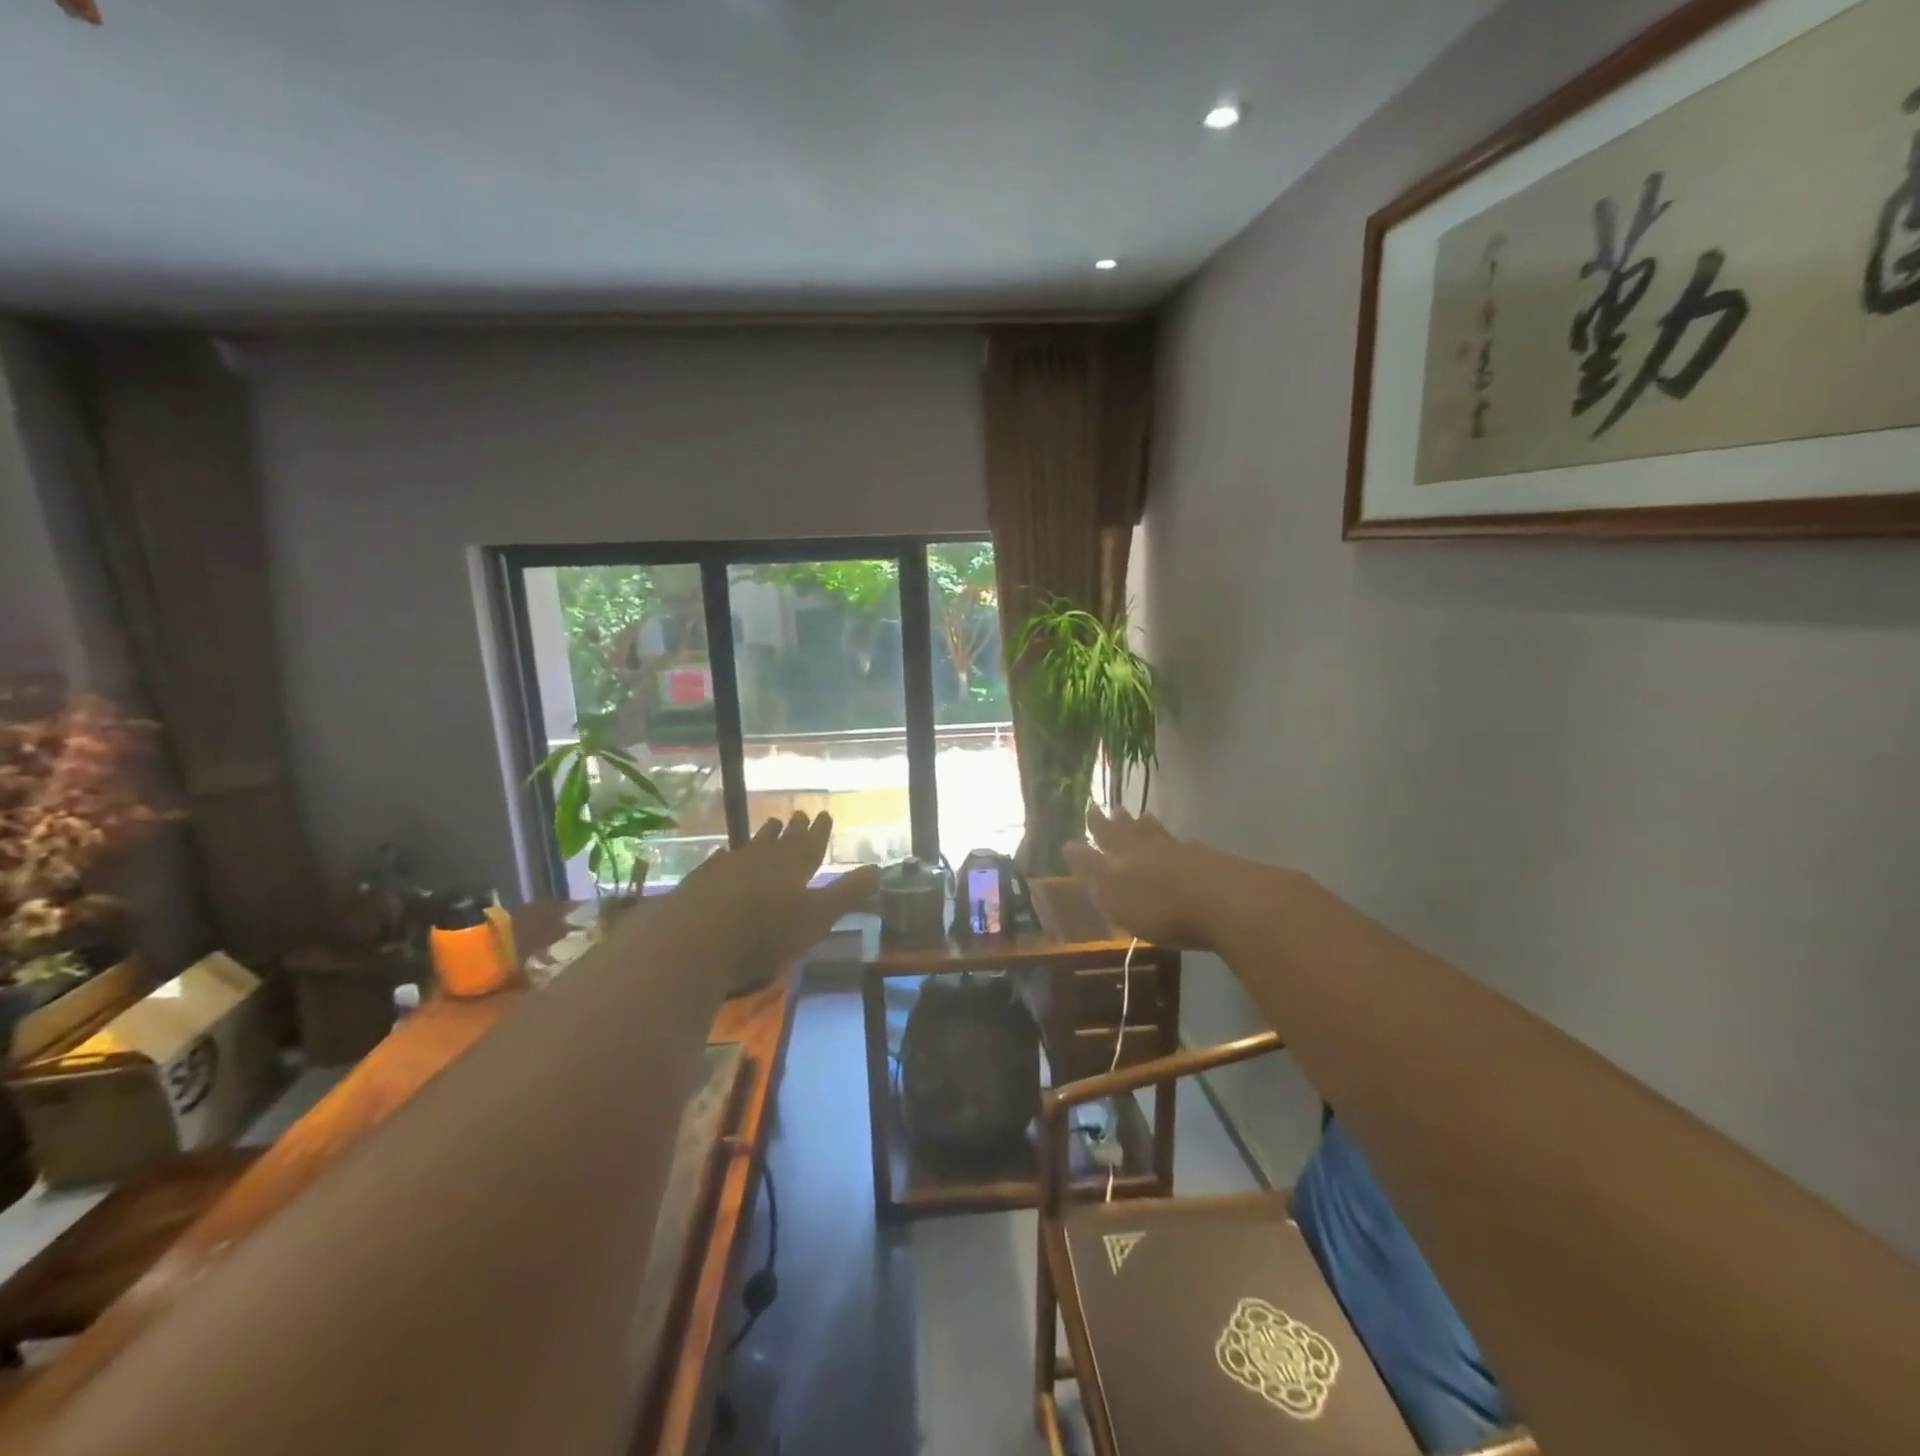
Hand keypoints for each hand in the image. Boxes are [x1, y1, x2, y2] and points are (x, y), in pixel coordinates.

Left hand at [674, 812, 879, 988]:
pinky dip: (725, 855)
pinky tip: (722, 853)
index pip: (811, 844)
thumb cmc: (765, 933)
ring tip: (770, 824)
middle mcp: (762, 860)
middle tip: (798, 813)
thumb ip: (847, 894)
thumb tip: (878, 868)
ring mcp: (728, 867)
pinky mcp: (700, 881)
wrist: (694, 939)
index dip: (819, 831)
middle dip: (793, 829)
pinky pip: (719, 860)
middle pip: (782, 841)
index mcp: (794, 868)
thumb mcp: (817, 918)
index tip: (824, 813)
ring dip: (763, 836)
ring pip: (751, 845)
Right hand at [1063, 806, 1219, 950]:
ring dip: (1147, 826)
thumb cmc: (1160, 908)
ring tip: (1143, 816)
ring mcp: (1180, 851)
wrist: (1224, 903)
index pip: (1103, 837)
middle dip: (1118, 821)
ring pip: (1157, 833)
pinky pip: (1182, 845)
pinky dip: (1174, 842)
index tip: (1089, 810)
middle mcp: (1148, 848)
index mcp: (1122, 857)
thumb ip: (1093, 871)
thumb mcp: (1115, 897)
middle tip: (1113, 808)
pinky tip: (1179, 844)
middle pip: (1130, 830)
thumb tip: (1069, 845)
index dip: (1094, 827)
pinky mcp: (1207, 860)